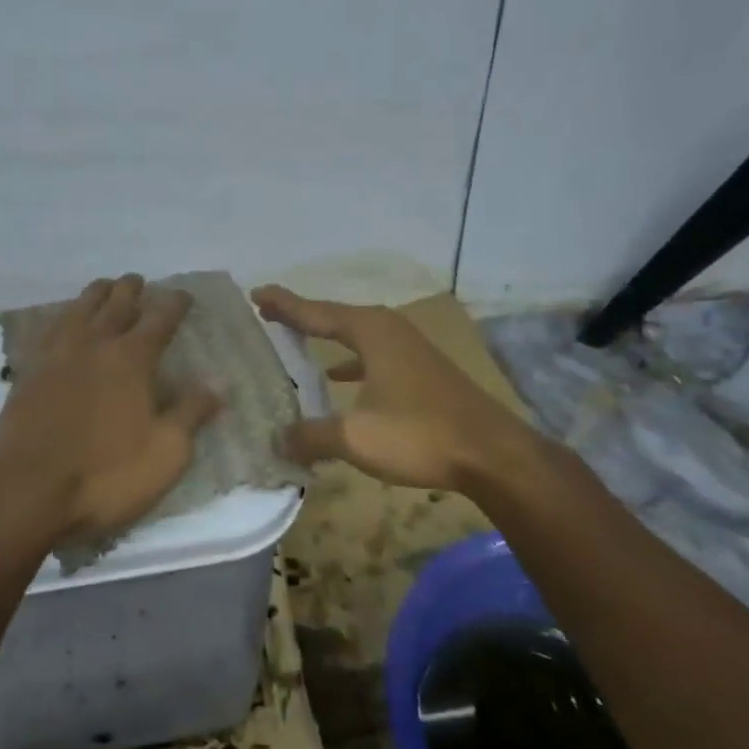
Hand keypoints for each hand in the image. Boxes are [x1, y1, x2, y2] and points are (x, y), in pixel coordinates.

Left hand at [0, 275, 221, 548]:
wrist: (26, 491)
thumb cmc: (105, 475)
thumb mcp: (165, 452)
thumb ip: (191, 413)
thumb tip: (219, 383)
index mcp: (131, 360)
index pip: (159, 320)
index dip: (174, 304)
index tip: (183, 295)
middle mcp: (93, 346)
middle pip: (115, 305)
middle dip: (130, 290)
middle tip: (138, 280)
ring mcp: (55, 357)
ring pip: (78, 311)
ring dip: (94, 295)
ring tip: (103, 288)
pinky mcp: (27, 374)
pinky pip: (47, 331)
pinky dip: (60, 318)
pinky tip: (61, 322)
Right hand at [251, 285, 539, 493]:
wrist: (493, 454)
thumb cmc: (419, 434)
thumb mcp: (355, 437)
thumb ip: (311, 436)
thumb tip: (276, 441)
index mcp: (371, 332)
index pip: (315, 312)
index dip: (283, 305)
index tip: (255, 294)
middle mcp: (389, 330)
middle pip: (335, 317)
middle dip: (301, 315)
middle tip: (268, 313)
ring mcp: (410, 349)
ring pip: (357, 335)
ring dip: (326, 336)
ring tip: (297, 337)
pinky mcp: (422, 371)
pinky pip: (373, 354)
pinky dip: (351, 360)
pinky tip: (340, 377)